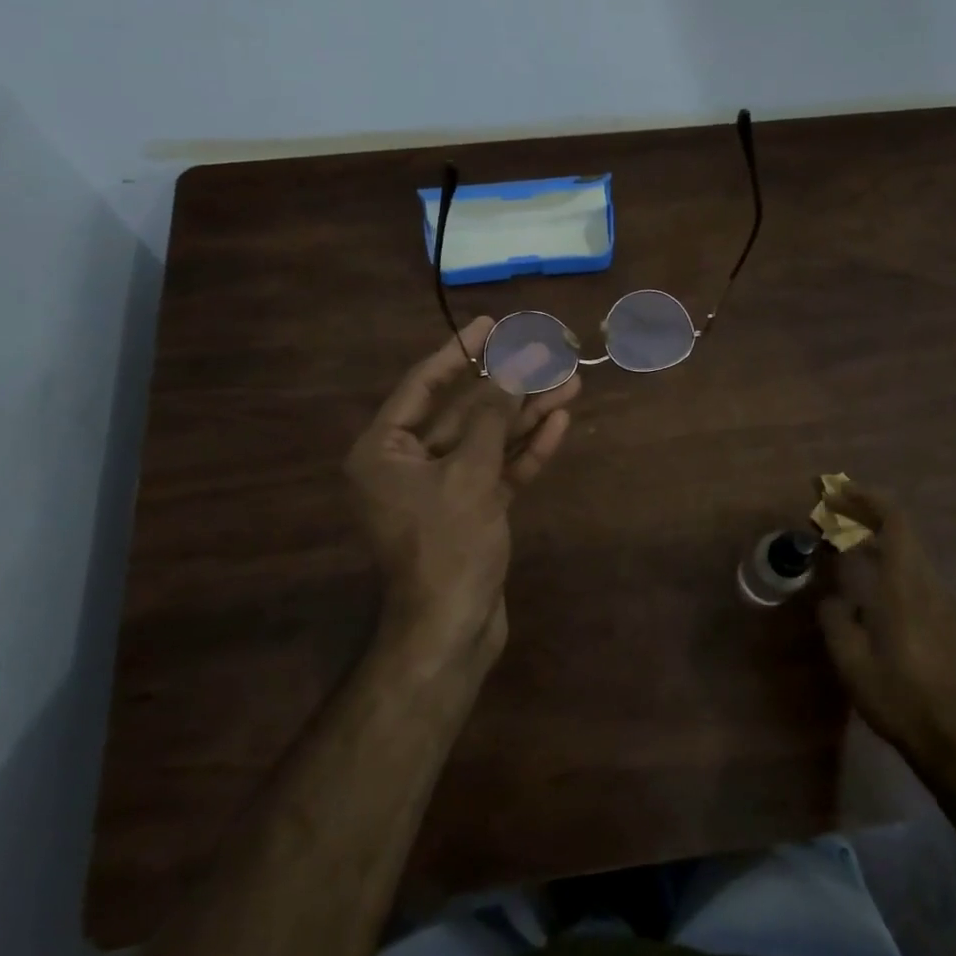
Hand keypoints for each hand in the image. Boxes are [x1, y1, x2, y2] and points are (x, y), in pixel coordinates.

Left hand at [345, 317, 579, 672]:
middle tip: (547, 353)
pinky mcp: (472, 510)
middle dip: (508, 385)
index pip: (424, 385)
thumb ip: (493, 417)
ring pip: (488, 440)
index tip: (491, 324)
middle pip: (464, 411)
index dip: (460, 352)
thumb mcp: (470, 474)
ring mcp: (442, 488)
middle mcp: (408, 464)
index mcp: (384, 450)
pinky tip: (559, 423)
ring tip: (570, 382)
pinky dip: (526, 450)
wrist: (452, 631)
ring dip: (526, 414)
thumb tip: (514, 366)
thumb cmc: (447, 546)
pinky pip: (499, 470)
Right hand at [818, 485, 955, 768]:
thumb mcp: (852, 661)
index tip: (835, 492)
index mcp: (906, 586)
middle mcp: (929, 584)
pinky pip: (913, 570)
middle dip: (865, 511)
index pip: (894, 521)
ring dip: (875, 535)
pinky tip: (866, 575)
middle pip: (901, 529)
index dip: (865, 498)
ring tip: (841, 537)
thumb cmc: (899, 698)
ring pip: (908, 550)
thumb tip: (834, 600)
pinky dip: (886, 557)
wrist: (954, 739)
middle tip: (829, 509)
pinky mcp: (945, 618)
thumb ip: (837, 620)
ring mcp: (941, 601)